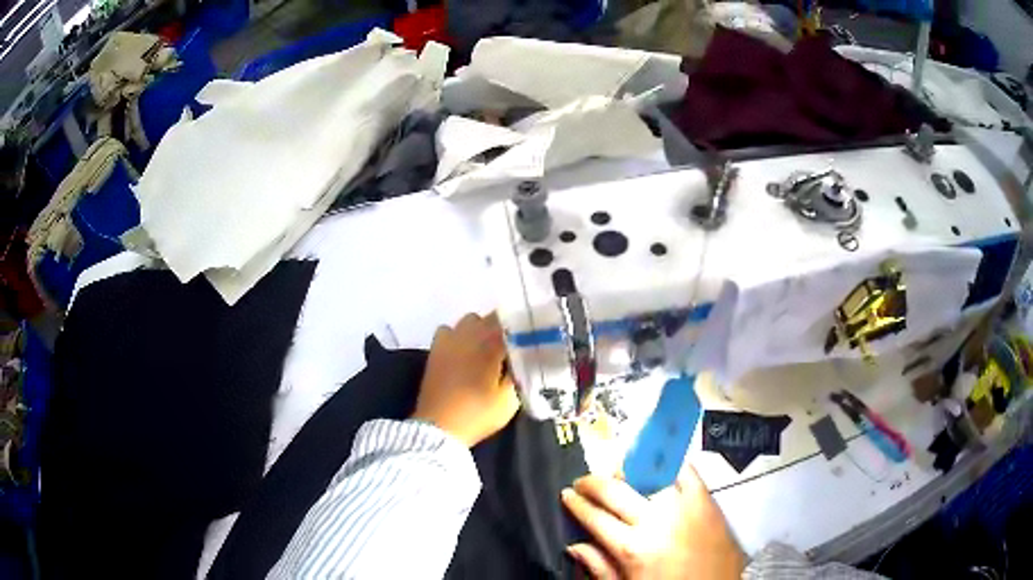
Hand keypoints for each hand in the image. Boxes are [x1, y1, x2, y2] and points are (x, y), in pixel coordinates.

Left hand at [412, 312, 518, 446]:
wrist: (438, 427)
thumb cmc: (477, 414)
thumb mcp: (508, 401)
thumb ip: (518, 375)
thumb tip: (523, 361)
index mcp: (490, 345)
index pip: (511, 322)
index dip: (522, 327)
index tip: (530, 337)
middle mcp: (469, 335)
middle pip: (490, 318)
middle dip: (502, 328)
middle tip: (511, 347)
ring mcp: (449, 340)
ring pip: (469, 320)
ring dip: (480, 330)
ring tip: (486, 348)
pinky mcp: (435, 350)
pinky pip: (448, 330)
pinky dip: (457, 336)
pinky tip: (462, 351)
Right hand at [562, 468, 744, 579]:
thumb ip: (600, 567)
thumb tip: (574, 546)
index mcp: (632, 548)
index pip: (594, 517)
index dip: (576, 503)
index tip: (567, 494)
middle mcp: (655, 522)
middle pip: (615, 491)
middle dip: (592, 482)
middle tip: (583, 481)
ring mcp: (683, 507)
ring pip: (647, 474)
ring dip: (627, 469)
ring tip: (616, 471)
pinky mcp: (707, 502)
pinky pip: (686, 472)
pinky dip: (669, 463)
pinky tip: (657, 464)